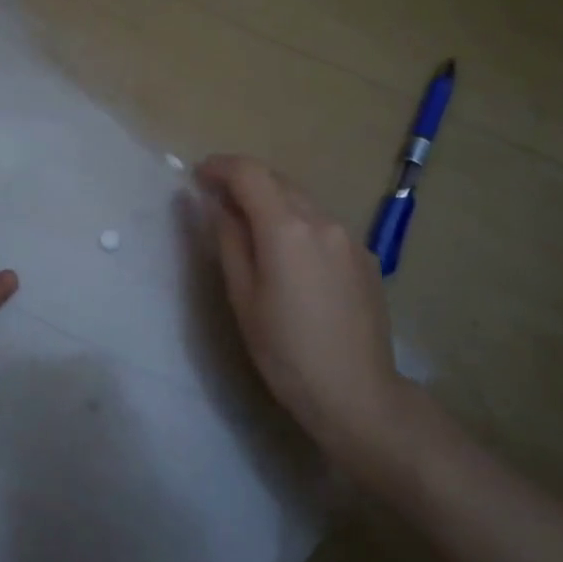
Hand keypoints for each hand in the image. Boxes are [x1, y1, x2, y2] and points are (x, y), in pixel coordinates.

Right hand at [197, 155, 413, 478]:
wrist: (358, 395)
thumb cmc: (286, 352)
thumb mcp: (243, 297)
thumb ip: (228, 240)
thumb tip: (215, 204)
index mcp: (286, 228)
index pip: (249, 173)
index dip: (220, 167)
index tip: (198, 176)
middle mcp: (322, 220)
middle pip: (277, 180)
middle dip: (244, 181)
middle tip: (216, 200)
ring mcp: (349, 237)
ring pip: (302, 200)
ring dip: (271, 200)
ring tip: (249, 227)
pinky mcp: (365, 256)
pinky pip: (322, 223)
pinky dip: (297, 222)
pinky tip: (288, 255)